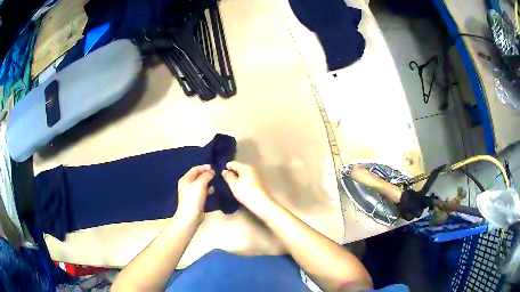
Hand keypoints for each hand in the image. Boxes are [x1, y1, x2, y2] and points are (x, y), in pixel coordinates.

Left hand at [176, 165, 214, 222]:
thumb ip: (206, 175)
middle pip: (197, 176)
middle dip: (206, 174)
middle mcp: (187, 185)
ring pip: (200, 184)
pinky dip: (207, 189)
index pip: (195, 169)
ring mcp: (191, 193)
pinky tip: (213, 190)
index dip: (204, 167)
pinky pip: (202, 191)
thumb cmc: (193, 198)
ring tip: (216, 181)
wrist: (190, 216)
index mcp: (185, 179)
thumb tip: (211, 171)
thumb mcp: (200, 184)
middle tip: (216, 173)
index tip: (213, 167)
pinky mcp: (195, 200)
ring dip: (208, 181)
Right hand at [222, 161, 273, 215]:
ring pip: (243, 173)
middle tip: (226, 180)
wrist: (261, 203)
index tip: (221, 174)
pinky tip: (240, 187)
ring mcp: (256, 175)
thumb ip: (228, 176)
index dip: (226, 167)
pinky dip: (243, 181)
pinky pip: (247, 178)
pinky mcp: (258, 182)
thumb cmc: (246, 192)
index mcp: (245, 167)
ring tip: (232, 184)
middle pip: (239, 167)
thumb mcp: (234, 184)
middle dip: (232, 172)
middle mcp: (252, 168)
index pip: (233, 163)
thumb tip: (224, 171)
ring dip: (238, 177)